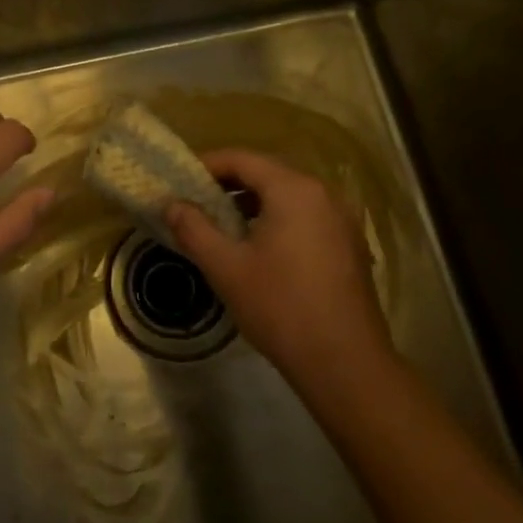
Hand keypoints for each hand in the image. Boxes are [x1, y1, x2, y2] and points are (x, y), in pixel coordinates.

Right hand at [165, 149, 393, 389]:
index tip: (180, 181)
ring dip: (253, 203)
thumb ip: (194, 228)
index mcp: (294, 190)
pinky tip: (259, 248)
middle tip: (196, 202)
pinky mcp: (350, 245)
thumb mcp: (226, 267)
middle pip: (268, 173)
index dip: (207, 165)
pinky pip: (306, 216)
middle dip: (229, 183)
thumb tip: (171, 204)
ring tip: (222, 225)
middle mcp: (323, 194)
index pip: (243, 159)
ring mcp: (342, 219)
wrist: (345, 363)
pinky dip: (278, 219)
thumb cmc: (280, 307)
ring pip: (288, 196)